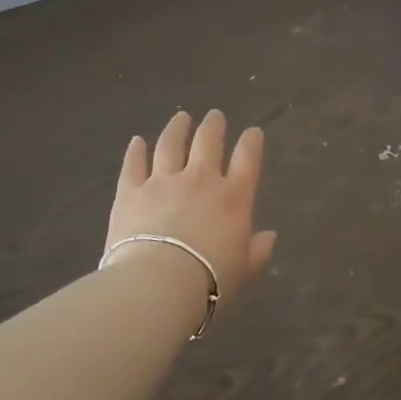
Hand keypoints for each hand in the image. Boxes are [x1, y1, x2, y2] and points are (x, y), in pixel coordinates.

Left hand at [104, 109, 276, 309]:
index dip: (252, 142)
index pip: (248, 159)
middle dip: (213, 126)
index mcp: (233, 197)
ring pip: (170, 145)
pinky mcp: (130, 191)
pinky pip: (133, 165)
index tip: (253, 132)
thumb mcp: (244, 270)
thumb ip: (257, 251)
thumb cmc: (210, 281)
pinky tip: (137, 141)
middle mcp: (200, 180)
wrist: (158, 283)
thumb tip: (269, 237)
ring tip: (181, 117)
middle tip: (214, 116)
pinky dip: (135, 151)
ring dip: (176, 128)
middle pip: (208, 141)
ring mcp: (163, 182)